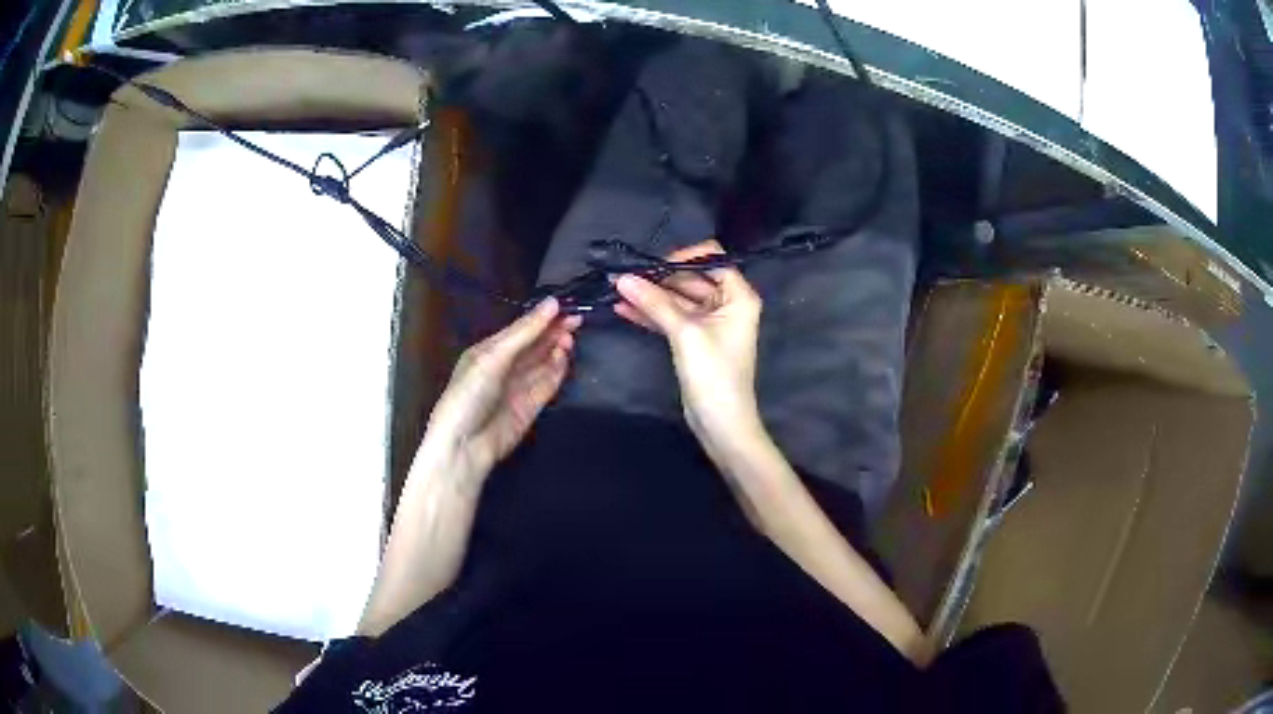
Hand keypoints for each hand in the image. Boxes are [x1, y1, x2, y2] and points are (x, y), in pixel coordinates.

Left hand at [423, 298, 580, 479]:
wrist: (465, 445)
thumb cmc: (470, 394)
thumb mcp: (493, 357)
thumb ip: (525, 332)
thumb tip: (553, 303)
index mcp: (489, 350)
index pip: (520, 329)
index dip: (542, 317)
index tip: (565, 305)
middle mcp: (505, 366)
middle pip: (535, 344)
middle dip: (554, 331)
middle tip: (577, 320)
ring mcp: (519, 387)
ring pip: (544, 362)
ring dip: (558, 349)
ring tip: (571, 338)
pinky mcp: (532, 406)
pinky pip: (548, 383)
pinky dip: (558, 370)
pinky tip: (565, 357)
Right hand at [614, 240, 764, 451]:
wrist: (721, 422)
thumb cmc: (714, 374)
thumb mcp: (685, 333)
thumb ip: (655, 303)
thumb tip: (623, 278)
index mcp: (738, 295)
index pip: (712, 259)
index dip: (683, 257)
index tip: (653, 265)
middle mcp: (727, 303)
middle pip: (690, 278)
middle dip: (659, 278)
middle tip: (624, 276)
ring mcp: (709, 322)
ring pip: (677, 299)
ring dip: (650, 296)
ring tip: (616, 290)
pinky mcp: (693, 340)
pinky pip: (671, 318)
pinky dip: (651, 314)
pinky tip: (623, 309)